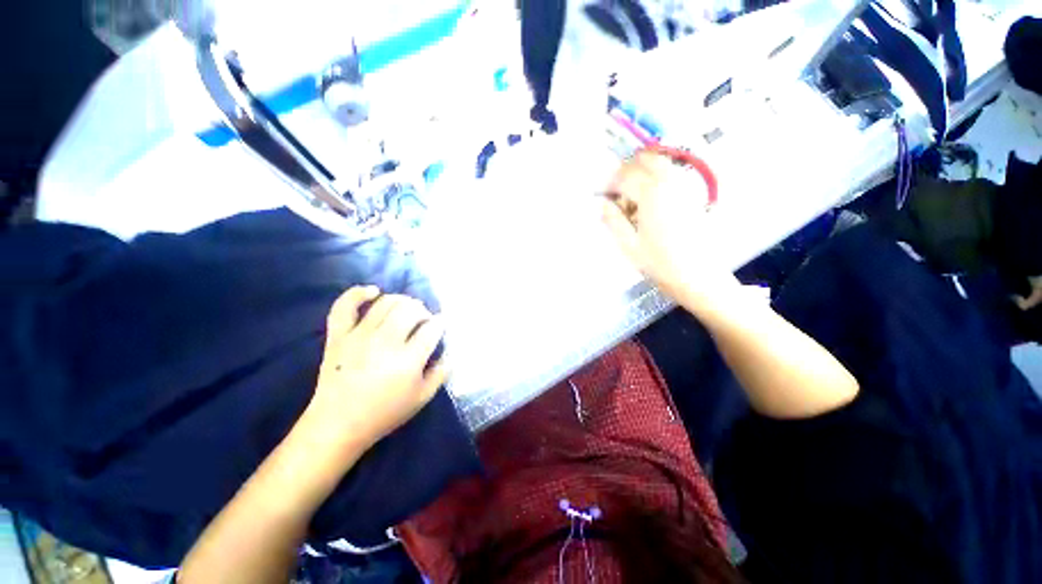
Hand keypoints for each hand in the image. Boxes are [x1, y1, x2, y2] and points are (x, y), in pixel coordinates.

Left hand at [302, 287, 448, 454]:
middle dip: (423, 311)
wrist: (337, 425)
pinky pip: (345, 306)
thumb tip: (450, 352)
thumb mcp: (422, 398)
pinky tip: (374, 291)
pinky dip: (358, 293)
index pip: (432, 328)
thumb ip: (441, 373)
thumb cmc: (385, 413)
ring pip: (386, 303)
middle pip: (411, 309)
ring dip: (402, 301)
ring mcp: (359, 336)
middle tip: (423, 321)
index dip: (440, 324)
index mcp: (408, 359)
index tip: (439, 328)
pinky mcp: (338, 336)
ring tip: (405, 309)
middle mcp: (385, 341)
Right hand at [601, 150, 738, 310]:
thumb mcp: (628, 245)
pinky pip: (671, 175)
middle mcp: (669, 184)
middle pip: (645, 160)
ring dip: (642, 171)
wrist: (699, 276)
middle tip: (615, 190)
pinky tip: (649, 199)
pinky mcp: (692, 196)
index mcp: (651, 196)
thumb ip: (613, 220)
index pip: (625, 176)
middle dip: (626, 170)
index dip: (609, 183)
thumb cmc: (660, 264)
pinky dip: (656, 177)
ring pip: (661, 164)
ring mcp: (684, 188)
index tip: (601, 194)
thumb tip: (602, 203)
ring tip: (631, 193)